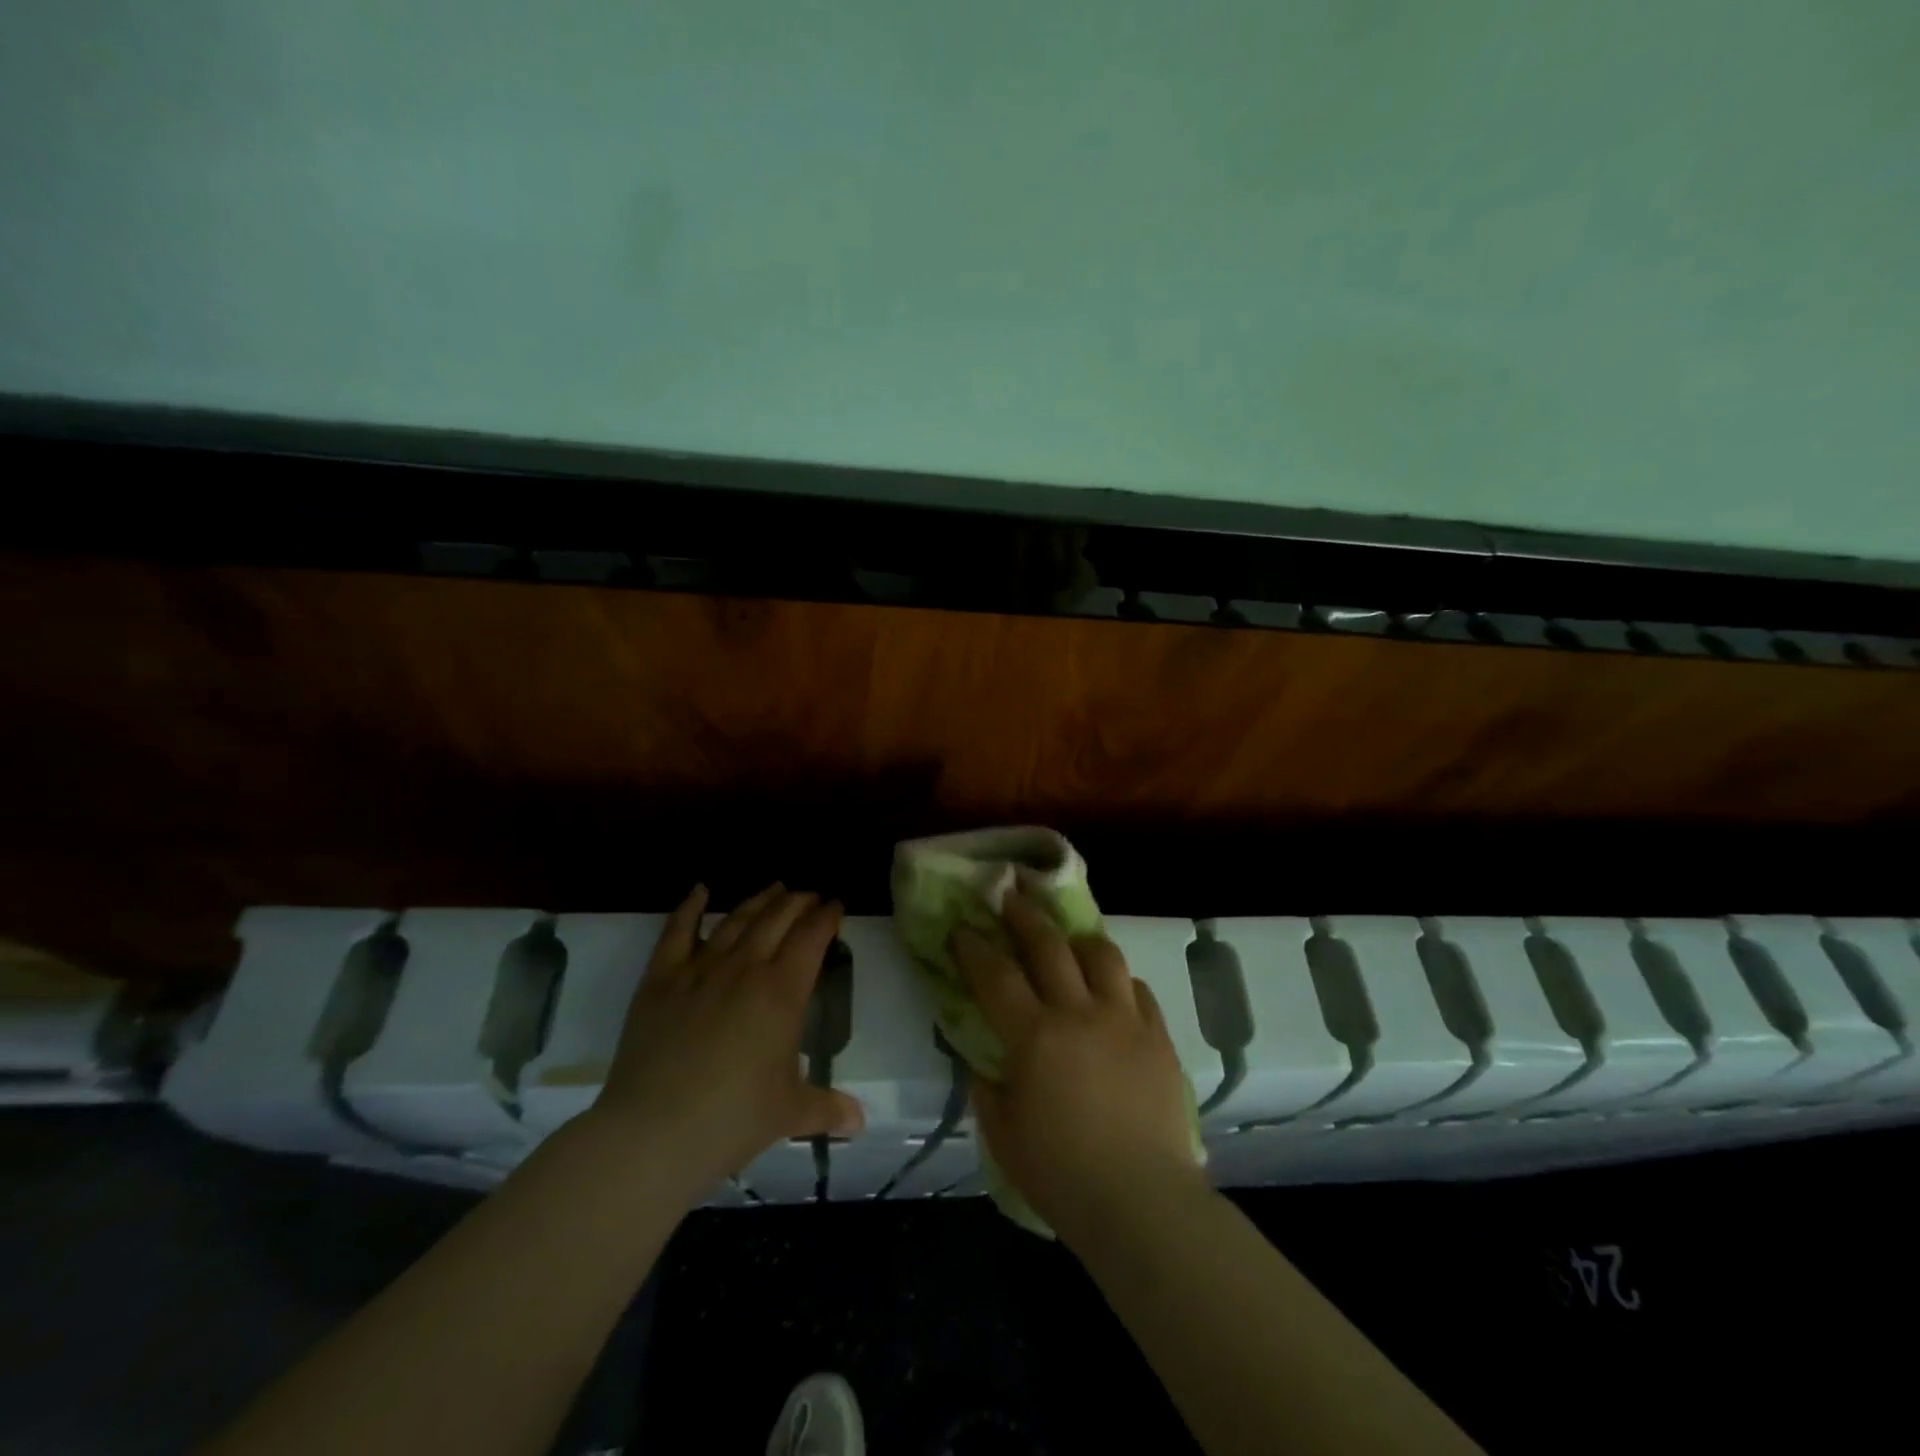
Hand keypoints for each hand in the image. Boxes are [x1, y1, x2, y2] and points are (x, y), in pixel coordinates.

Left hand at [590, 883, 863, 1198]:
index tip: (835, 905)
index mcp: (782, 991)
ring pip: (736, 919)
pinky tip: (700, 890)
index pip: (811, 938)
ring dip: (759, 900)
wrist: (653, 1131)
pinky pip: (677, 932)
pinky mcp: (660, 979)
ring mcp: (700, 969)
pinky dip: (689, 907)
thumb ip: (826, 1108)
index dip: (826, 917)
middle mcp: (745, 968)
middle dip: (798, 902)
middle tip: (809, 896)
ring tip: (775, 888)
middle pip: (777, 919)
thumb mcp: (789, 1113)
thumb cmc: (732, 1119)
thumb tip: (859, 1121)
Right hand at [952, 891, 1203, 1247]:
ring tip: (1068, 938)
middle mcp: (1079, 1012)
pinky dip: (1119, 981)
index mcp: (1034, 1036)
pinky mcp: (1158, 1036)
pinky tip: (1112, 988)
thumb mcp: (1003, 1134)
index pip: (996, 974)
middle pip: (1049, 946)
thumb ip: (988, 1088)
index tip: (963, 929)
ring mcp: (1124, 1019)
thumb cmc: (1062, 1175)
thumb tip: (985, 1061)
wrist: (1143, 1203)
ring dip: (1077, 939)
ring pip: (1102, 954)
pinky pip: (1137, 989)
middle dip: (1024, 916)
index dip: (974, 947)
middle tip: (1010, 897)